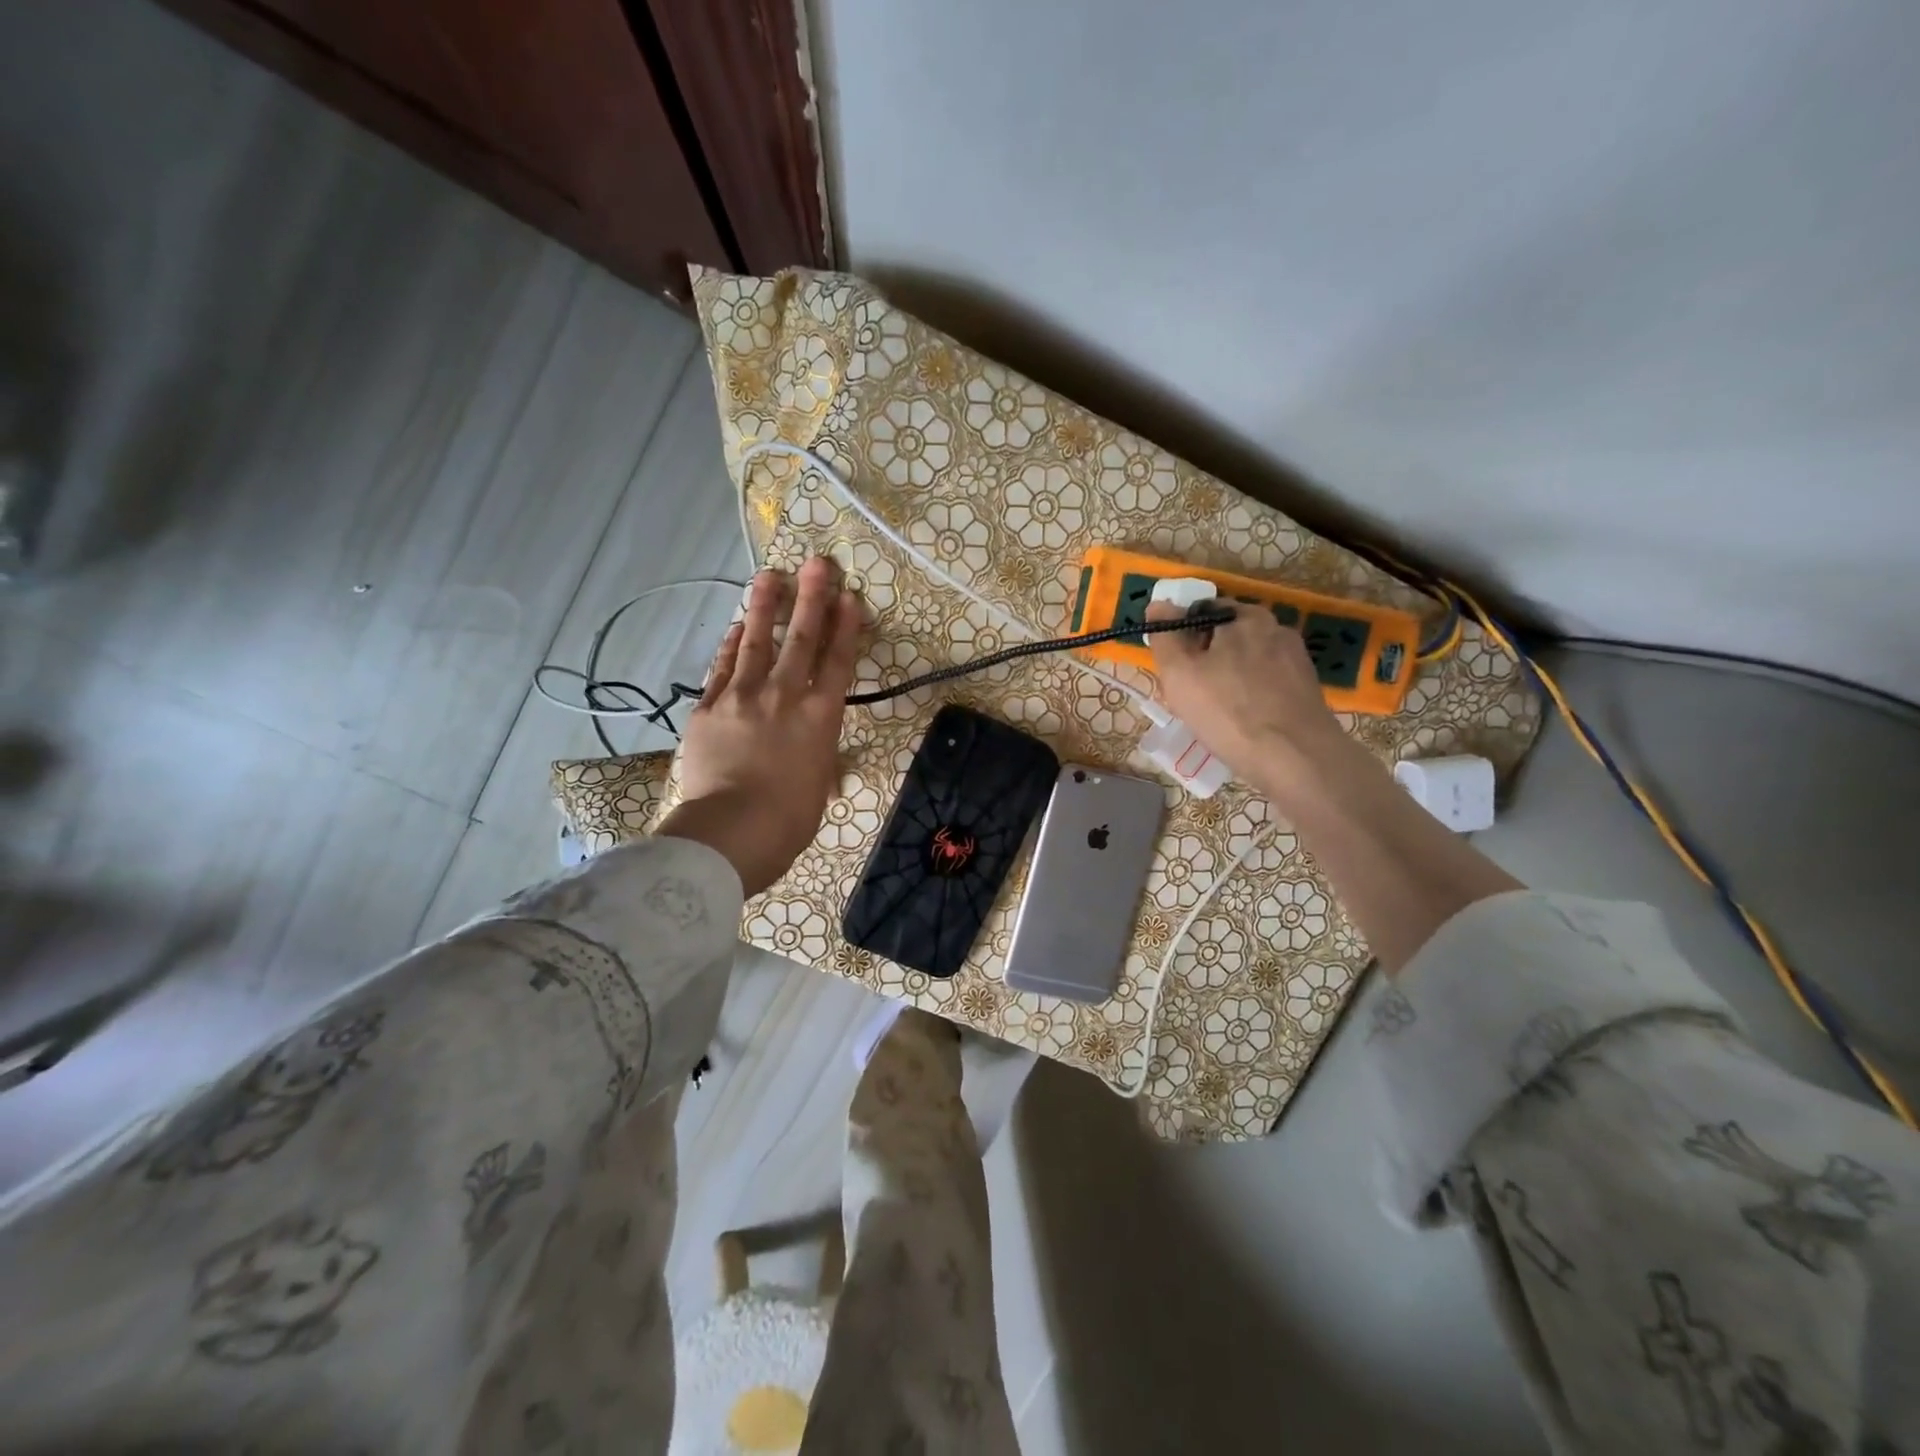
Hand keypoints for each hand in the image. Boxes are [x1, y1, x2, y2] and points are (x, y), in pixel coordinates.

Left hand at [656, 558, 861, 896]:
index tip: (850, 598)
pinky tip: (738, 625)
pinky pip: (723, 667)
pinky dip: (732, 644)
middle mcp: (785, 696)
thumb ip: (819, 760)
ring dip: (766, 606)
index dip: (846, 627)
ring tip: (770, 575)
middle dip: (812, 598)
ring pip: (758, 642)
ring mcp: (743, 697)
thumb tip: (817, 759)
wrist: (732, 830)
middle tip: (817, 563)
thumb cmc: (788, 820)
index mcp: (820, 718)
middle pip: (801, 639)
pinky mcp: (709, 707)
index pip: (837, 662)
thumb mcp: (818, 788)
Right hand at [1145, 599, 1349, 800]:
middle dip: (1208, 658)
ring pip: (1249, 661)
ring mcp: (1296, 658)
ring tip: (1219, 713)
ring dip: (1231, 678)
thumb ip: (1165, 635)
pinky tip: (1245, 721)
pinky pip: (1268, 683)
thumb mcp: (1179, 673)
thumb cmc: (1228, 712)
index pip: (1202, 612)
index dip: (1183, 637)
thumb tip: (1158, 603)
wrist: (1294, 758)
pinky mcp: (1307, 687)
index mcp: (1243, 617)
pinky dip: (1253, 695)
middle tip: (1193, 695)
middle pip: (1228, 636)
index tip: (1175, 669)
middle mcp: (1275, 628)